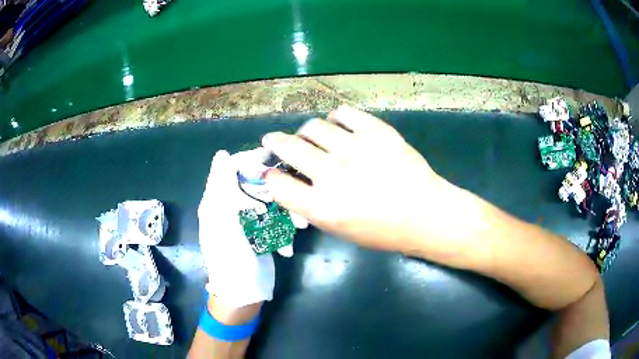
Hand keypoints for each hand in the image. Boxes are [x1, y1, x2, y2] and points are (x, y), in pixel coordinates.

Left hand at [198, 149, 274, 308]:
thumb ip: (221, 187)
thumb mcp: (221, 221)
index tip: (271, 158)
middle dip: (273, 188)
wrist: (242, 293)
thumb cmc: (229, 258)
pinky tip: (288, 244)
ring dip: (284, 211)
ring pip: (267, 201)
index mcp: (216, 202)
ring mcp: (246, 221)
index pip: (230, 169)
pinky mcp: (260, 232)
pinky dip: (283, 230)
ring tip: (298, 224)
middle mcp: (230, 207)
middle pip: (252, 183)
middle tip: (290, 194)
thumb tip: (221, 153)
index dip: (249, 160)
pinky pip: (274, 220)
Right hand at [262, 105, 450, 252]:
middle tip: (273, 140)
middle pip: (288, 147)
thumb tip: (292, 180)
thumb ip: (311, 205)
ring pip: (312, 127)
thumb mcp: (340, 229)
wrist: (426, 214)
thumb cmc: (383, 230)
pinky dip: (335, 119)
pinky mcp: (376, 131)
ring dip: (305, 132)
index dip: (271, 176)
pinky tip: (338, 126)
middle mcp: (333, 175)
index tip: (272, 172)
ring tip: (311, 136)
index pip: (278, 183)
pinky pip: (343, 113)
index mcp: (322, 207)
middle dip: (274, 142)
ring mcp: (355, 148)